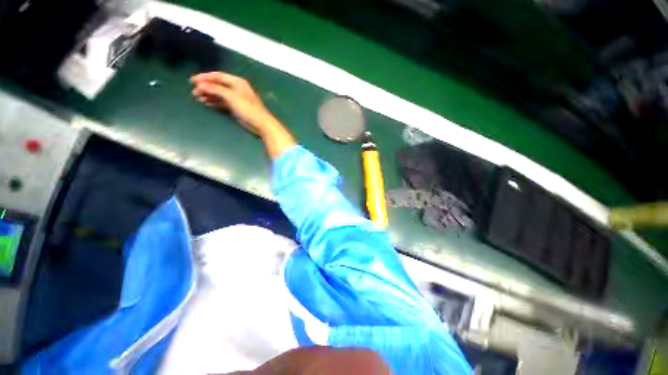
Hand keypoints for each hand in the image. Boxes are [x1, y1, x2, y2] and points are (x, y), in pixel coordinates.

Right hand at [190, 71, 279, 136]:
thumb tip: (200, 85)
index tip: (192, 81)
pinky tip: (206, 103)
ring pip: (219, 94)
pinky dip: (214, 102)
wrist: (261, 124)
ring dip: (208, 95)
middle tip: (193, 91)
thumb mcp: (231, 96)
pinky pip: (222, 102)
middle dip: (205, 87)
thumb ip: (215, 89)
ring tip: (197, 97)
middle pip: (218, 85)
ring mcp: (236, 99)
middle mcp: (236, 88)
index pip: (218, 76)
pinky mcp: (236, 108)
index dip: (205, 77)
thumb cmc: (248, 108)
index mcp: (237, 82)